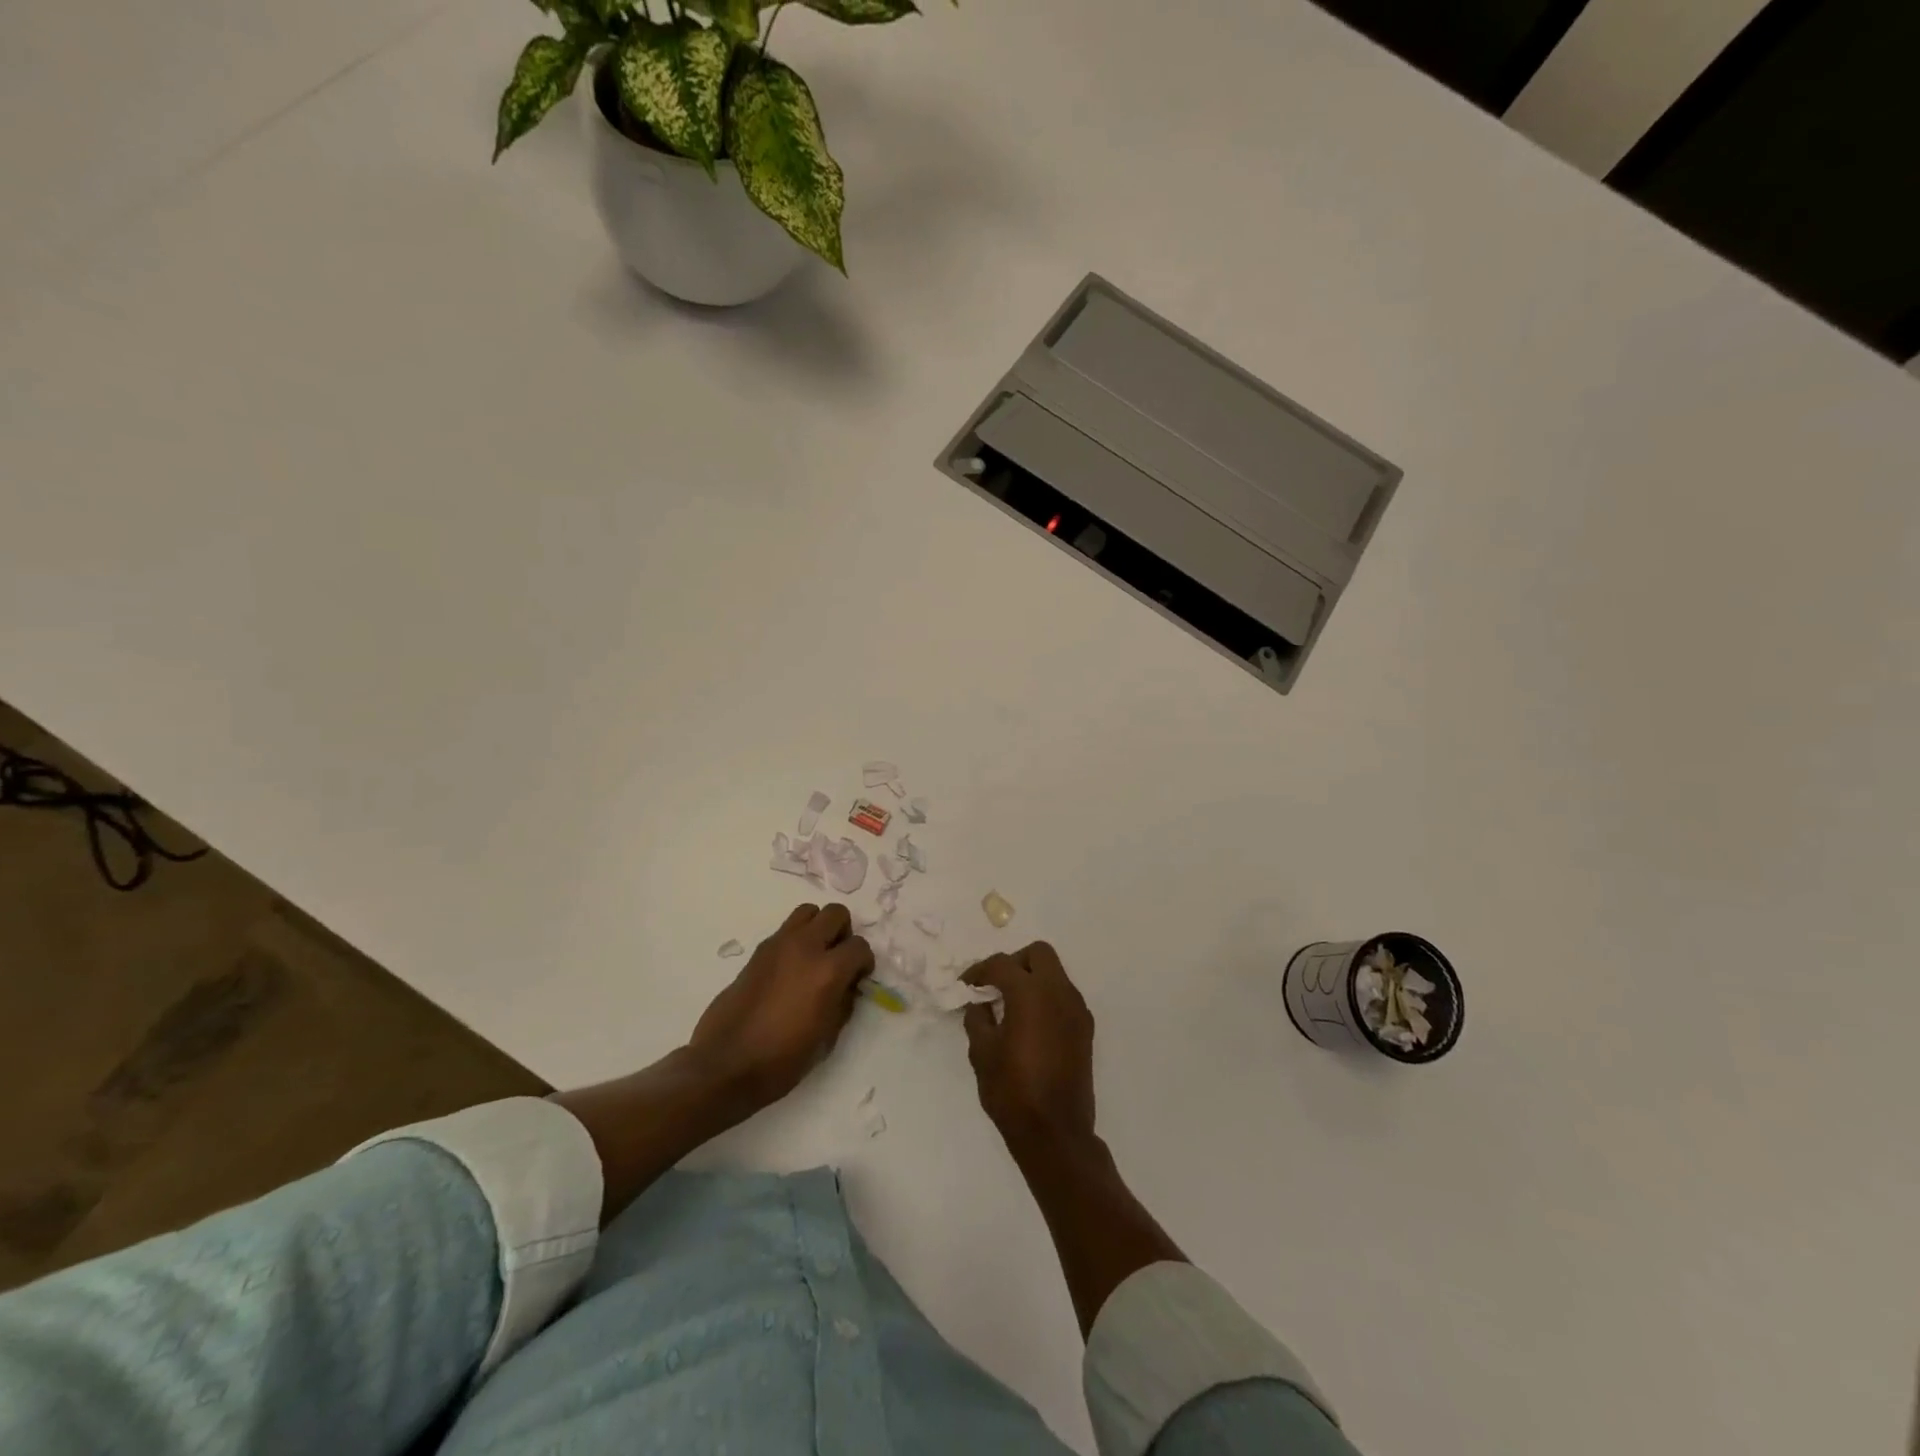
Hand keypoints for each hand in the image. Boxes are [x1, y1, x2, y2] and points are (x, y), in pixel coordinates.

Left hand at [688, 903, 873, 1109]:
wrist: (726, 1064)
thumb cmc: (782, 1059)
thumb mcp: (827, 1037)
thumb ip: (843, 1002)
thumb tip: (847, 984)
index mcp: (827, 971)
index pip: (860, 946)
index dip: (863, 962)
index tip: (858, 978)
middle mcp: (805, 947)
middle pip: (836, 913)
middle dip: (843, 934)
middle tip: (838, 960)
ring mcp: (778, 945)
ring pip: (808, 911)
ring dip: (818, 928)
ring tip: (814, 957)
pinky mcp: (758, 951)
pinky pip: (786, 930)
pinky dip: (796, 940)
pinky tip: (790, 970)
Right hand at [961, 942, 1096, 1151]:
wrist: (1056, 1133)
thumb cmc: (1012, 1091)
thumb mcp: (982, 1053)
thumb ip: (978, 1019)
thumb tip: (980, 1004)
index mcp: (1031, 993)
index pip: (1002, 964)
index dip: (980, 971)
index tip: (966, 986)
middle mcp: (1059, 992)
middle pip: (1039, 954)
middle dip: (1014, 962)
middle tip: (996, 986)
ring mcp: (1077, 1009)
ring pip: (1055, 973)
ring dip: (1032, 979)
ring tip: (1010, 1006)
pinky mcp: (1085, 1028)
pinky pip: (1064, 996)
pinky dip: (1046, 998)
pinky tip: (1029, 1025)